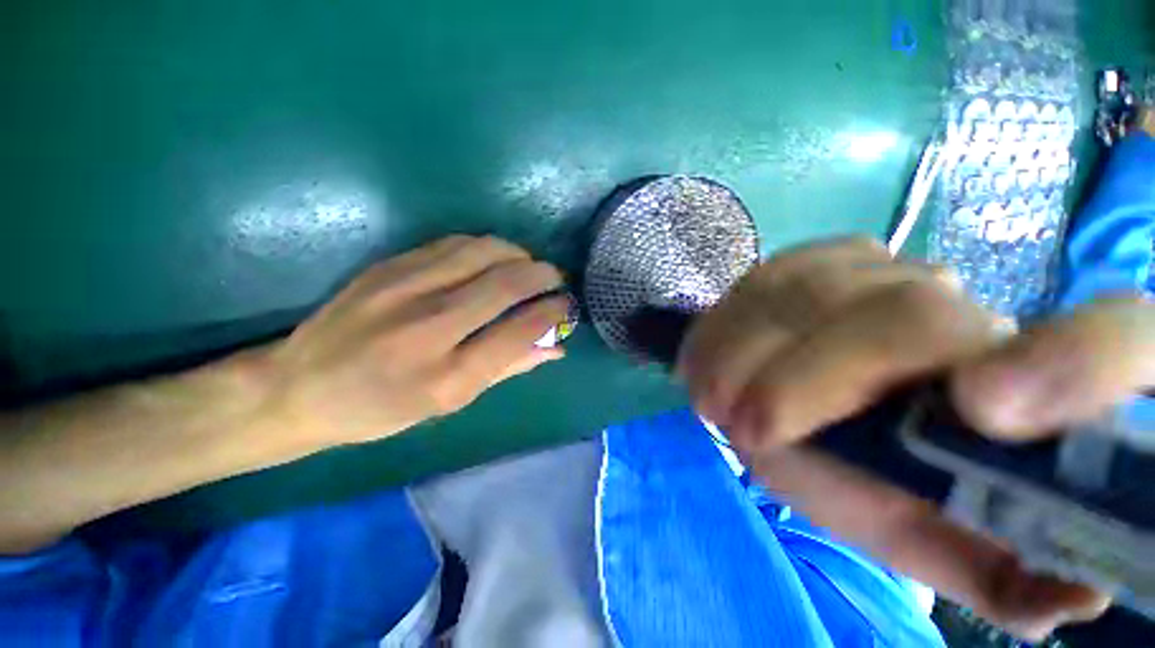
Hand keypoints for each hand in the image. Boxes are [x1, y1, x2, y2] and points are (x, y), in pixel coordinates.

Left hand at [261, 235, 567, 445]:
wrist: (299, 387)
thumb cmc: (381, 408)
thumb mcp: (450, 404)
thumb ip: (508, 369)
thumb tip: (556, 347)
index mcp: (447, 376)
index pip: (520, 330)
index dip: (553, 312)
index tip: (567, 305)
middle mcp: (429, 327)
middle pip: (506, 283)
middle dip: (544, 275)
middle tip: (556, 279)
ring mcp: (405, 289)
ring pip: (483, 252)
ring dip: (518, 255)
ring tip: (527, 267)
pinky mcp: (389, 266)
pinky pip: (453, 243)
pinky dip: (486, 247)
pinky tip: (493, 259)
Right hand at [678, 238, 1141, 639]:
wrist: (800, 393)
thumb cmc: (864, 471)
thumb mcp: (924, 531)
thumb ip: (992, 568)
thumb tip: (1078, 597)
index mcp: (1027, 378)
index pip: (1115, 339)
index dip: (1074, 364)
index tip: (985, 412)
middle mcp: (960, 300)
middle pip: (906, 316)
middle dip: (812, 380)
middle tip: (747, 428)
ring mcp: (870, 266)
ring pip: (807, 293)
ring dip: (744, 355)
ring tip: (714, 403)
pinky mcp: (803, 258)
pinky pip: (755, 285)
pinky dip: (721, 331)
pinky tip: (707, 365)